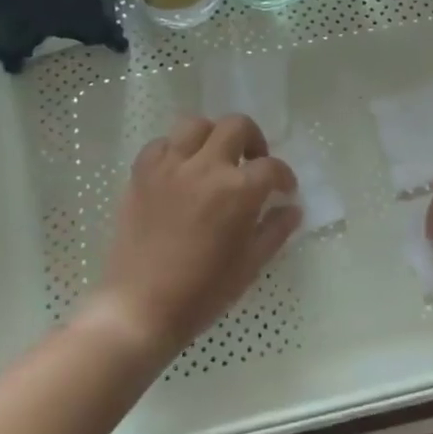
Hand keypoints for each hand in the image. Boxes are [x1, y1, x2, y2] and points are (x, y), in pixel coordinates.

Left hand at [92, 115, 300, 357]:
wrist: (139, 309)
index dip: (284, 177)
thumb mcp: (250, 265)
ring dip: (213, 136)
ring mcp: (170, 167)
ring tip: (215, 159)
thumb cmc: (202, 292)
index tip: (284, 190)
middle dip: (253, 140)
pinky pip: (160, 144)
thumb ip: (275, 230)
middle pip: (236, 126)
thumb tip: (292, 209)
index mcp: (239, 191)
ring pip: (196, 124)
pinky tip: (179, 171)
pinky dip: (174, 150)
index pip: (272, 167)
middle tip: (252, 162)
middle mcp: (206, 167)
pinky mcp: (141, 174)